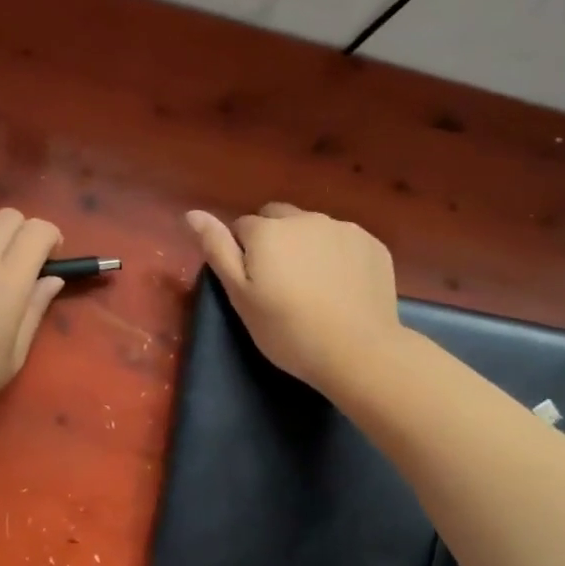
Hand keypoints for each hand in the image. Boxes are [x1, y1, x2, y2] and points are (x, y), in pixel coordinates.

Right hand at [185, 203, 400, 394]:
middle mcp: (305, 218)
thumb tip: (192, 214)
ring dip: (307, 245)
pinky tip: (342, 287)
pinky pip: (344, 240)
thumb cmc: (287, 329)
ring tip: (315, 286)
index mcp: (267, 230)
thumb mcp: (240, 295)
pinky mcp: (372, 244)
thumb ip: (217, 249)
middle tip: (281, 282)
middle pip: (278, 218)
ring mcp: (343, 229)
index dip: (243, 253)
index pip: (242, 227)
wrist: (357, 352)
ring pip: (313, 227)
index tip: (254, 284)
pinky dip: (338, 255)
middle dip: (274, 239)